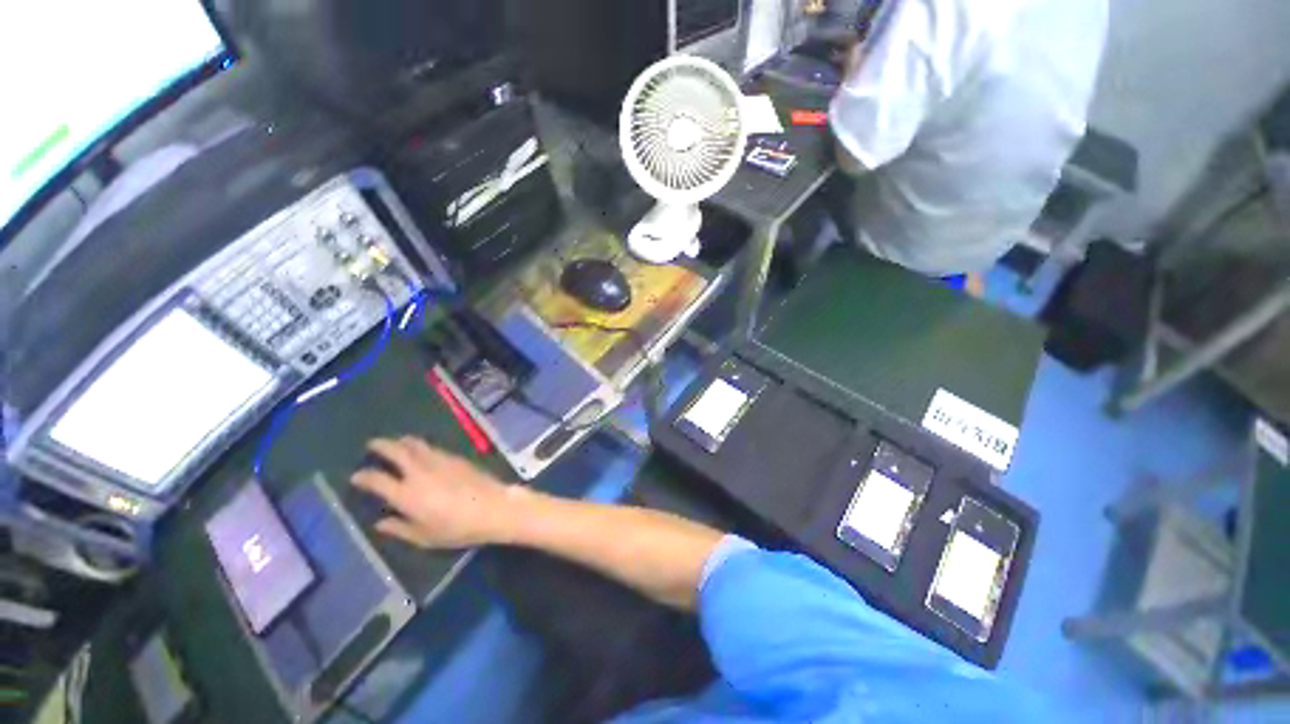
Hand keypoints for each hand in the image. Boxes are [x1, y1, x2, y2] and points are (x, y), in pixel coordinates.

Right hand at [351, 437, 519, 548]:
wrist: (493, 507)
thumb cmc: (457, 528)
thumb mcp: (425, 537)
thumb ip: (399, 529)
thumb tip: (379, 523)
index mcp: (406, 494)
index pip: (377, 480)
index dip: (364, 477)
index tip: (356, 476)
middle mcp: (419, 472)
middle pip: (396, 451)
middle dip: (381, 445)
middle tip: (372, 444)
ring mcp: (439, 461)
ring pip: (416, 444)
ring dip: (402, 442)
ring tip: (396, 443)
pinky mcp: (456, 457)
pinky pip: (432, 447)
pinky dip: (421, 446)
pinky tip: (422, 451)